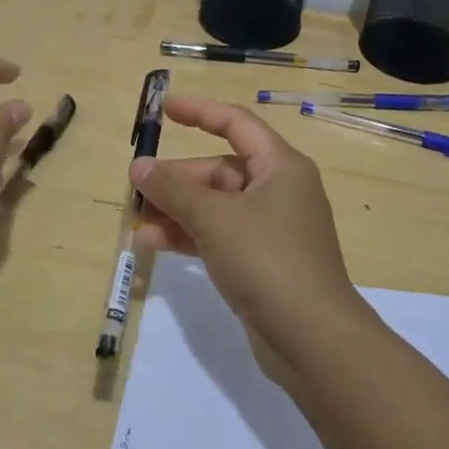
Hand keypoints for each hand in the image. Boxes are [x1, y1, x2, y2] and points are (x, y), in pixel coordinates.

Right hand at [129, 96, 365, 373]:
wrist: (312, 339)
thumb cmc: (268, 260)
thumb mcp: (215, 218)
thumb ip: (174, 189)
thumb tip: (139, 167)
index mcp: (280, 166)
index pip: (236, 123)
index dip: (199, 111)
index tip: (163, 109)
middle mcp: (278, 190)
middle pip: (220, 170)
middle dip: (177, 179)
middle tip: (135, 190)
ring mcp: (271, 228)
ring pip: (216, 206)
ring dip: (177, 211)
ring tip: (137, 223)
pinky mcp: (262, 261)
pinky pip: (219, 235)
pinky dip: (190, 236)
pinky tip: (154, 244)